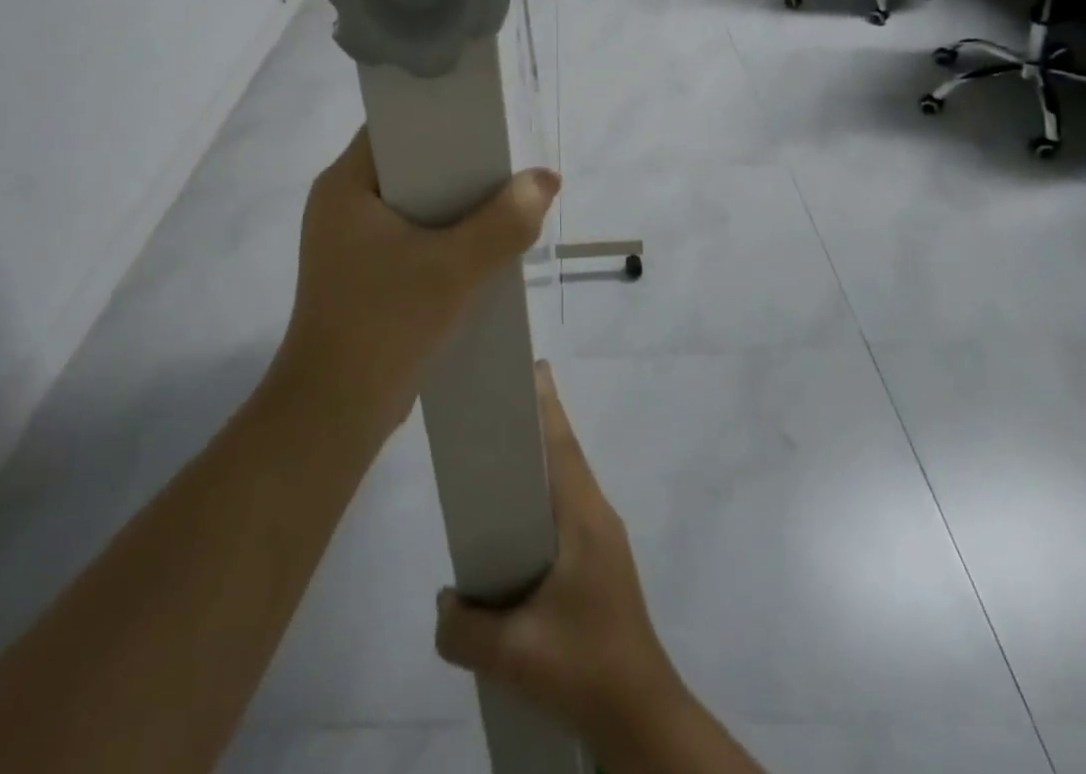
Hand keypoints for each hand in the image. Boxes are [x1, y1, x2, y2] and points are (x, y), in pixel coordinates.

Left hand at [273, 127, 560, 443]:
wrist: (334, 413)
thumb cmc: (385, 324)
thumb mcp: (454, 268)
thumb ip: (505, 221)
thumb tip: (546, 179)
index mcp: (344, 184)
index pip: (395, 126)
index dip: (442, 118)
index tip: (488, 121)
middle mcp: (341, 203)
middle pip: (409, 163)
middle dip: (460, 164)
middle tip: (508, 161)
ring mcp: (349, 241)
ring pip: (413, 202)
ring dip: (455, 204)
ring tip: (505, 196)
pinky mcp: (363, 272)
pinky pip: (410, 235)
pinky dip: (444, 234)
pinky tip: (481, 243)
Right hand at [434, 364, 687, 755]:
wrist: (641, 718)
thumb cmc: (584, 666)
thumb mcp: (513, 653)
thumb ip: (464, 628)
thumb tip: (444, 602)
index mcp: (583, 516)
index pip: (560, 444)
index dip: (544, 404)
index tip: (529, 368)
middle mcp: (597, 516)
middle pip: (563, 455)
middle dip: (534, 424)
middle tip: (496, 407)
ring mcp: (603, 541)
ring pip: (566, 484)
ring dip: (538, 465)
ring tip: (497, 462)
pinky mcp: (601, 566)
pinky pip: (566, 513)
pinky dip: (541, 500)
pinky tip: (514, 531)